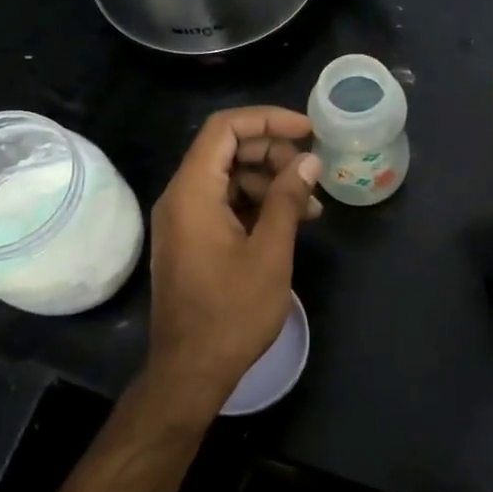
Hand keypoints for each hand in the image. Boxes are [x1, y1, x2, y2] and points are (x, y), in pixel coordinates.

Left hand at [146, 107, 320, 417]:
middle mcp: (181, 197)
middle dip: (274, 154)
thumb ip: (287, 199)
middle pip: (227, 150)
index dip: (268, 120)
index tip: (308, 131)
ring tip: (311, 207)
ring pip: (230, 177)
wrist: (190, 371)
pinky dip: (257, 205)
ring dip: (271, 183)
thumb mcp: (270, 252)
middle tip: (312, 174)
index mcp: (192, 192)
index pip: (225, 128)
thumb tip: (309, 160)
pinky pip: (225, 204)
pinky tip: (291, 222)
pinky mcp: (193, 239)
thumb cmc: (231, 313)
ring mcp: (184, 220)